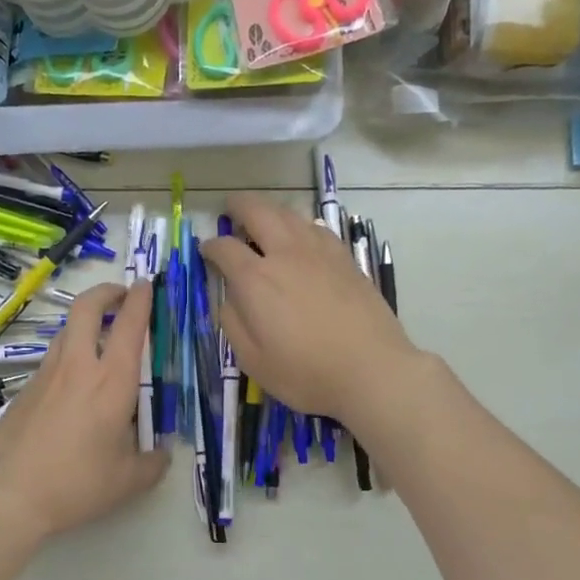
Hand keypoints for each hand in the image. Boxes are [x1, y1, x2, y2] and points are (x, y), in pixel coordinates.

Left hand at [0, 282, 168, 537]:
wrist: (11, 495)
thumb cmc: (78, 484)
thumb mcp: (128, 481)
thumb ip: (152, 463)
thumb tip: (162, 455)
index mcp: (112, 382)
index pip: (129, 324)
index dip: (140, 299)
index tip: (146, 285)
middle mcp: (78, 367)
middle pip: (86, 308)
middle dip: (106, 292)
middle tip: (120, 295)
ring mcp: (46, 375)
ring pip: (65, 331)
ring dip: (84, 323)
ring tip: (99, 339)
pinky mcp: (25, 390)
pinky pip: (51, 361)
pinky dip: (67, 356)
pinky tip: (73, 386)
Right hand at [199, 192, 418, 421]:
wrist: (372, 370)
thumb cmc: (306, 373)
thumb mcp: (253, 360)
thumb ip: (233, 323)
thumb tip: (229, 298)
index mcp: (256, 280)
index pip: (224, 248)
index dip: (210, 246)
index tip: (206, 250)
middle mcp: (285, 254)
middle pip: (258, 212)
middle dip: (239, 206)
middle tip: (230, 209)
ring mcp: (319, 252)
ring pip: (290, 214)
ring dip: (270, 211)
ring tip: (263, 220)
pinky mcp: (345, 259)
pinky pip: (316, 228)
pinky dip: (300, 225)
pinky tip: (301, 237)